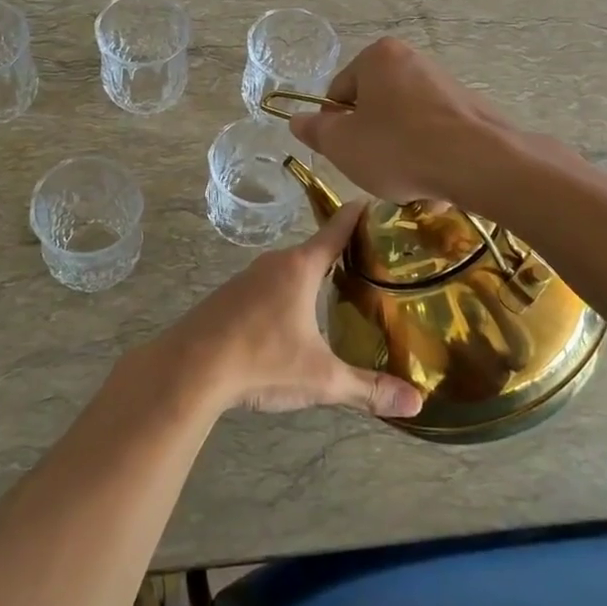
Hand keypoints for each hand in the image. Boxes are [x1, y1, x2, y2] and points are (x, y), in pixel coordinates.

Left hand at [162, 202, 422, 418]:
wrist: (189, 368)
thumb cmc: (262, 360)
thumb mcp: (321, 377)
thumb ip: (368, 388)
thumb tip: (417, 403)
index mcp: (300, 268)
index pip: (336, 230)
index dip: (357, 215)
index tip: (374, 201)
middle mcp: (274, 263)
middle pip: (313, 250)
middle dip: (339, 254)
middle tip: (371, 262)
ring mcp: (246, 279)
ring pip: (287, 271)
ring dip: (309, 278)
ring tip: (336, 292)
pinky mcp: (227, 298)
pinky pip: (266, 287)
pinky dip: (284, 294)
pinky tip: (290, 320)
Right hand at [287, 37, 512, 204]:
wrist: (480, 163)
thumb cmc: (398, 148)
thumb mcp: (343, 145)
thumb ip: (315, 130)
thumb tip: (296, 119)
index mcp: (378, 57)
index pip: (339, 92)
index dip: (336, 127)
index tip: (346, 154)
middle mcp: (413, 59)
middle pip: (374, 106)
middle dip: (370, 140)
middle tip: (374, 170)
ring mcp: (445, 83)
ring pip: (404, 123)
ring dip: (399, 152)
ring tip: (407, 182)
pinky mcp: (470, 109)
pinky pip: (435, 134)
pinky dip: (428, 156)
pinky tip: (434, 183)